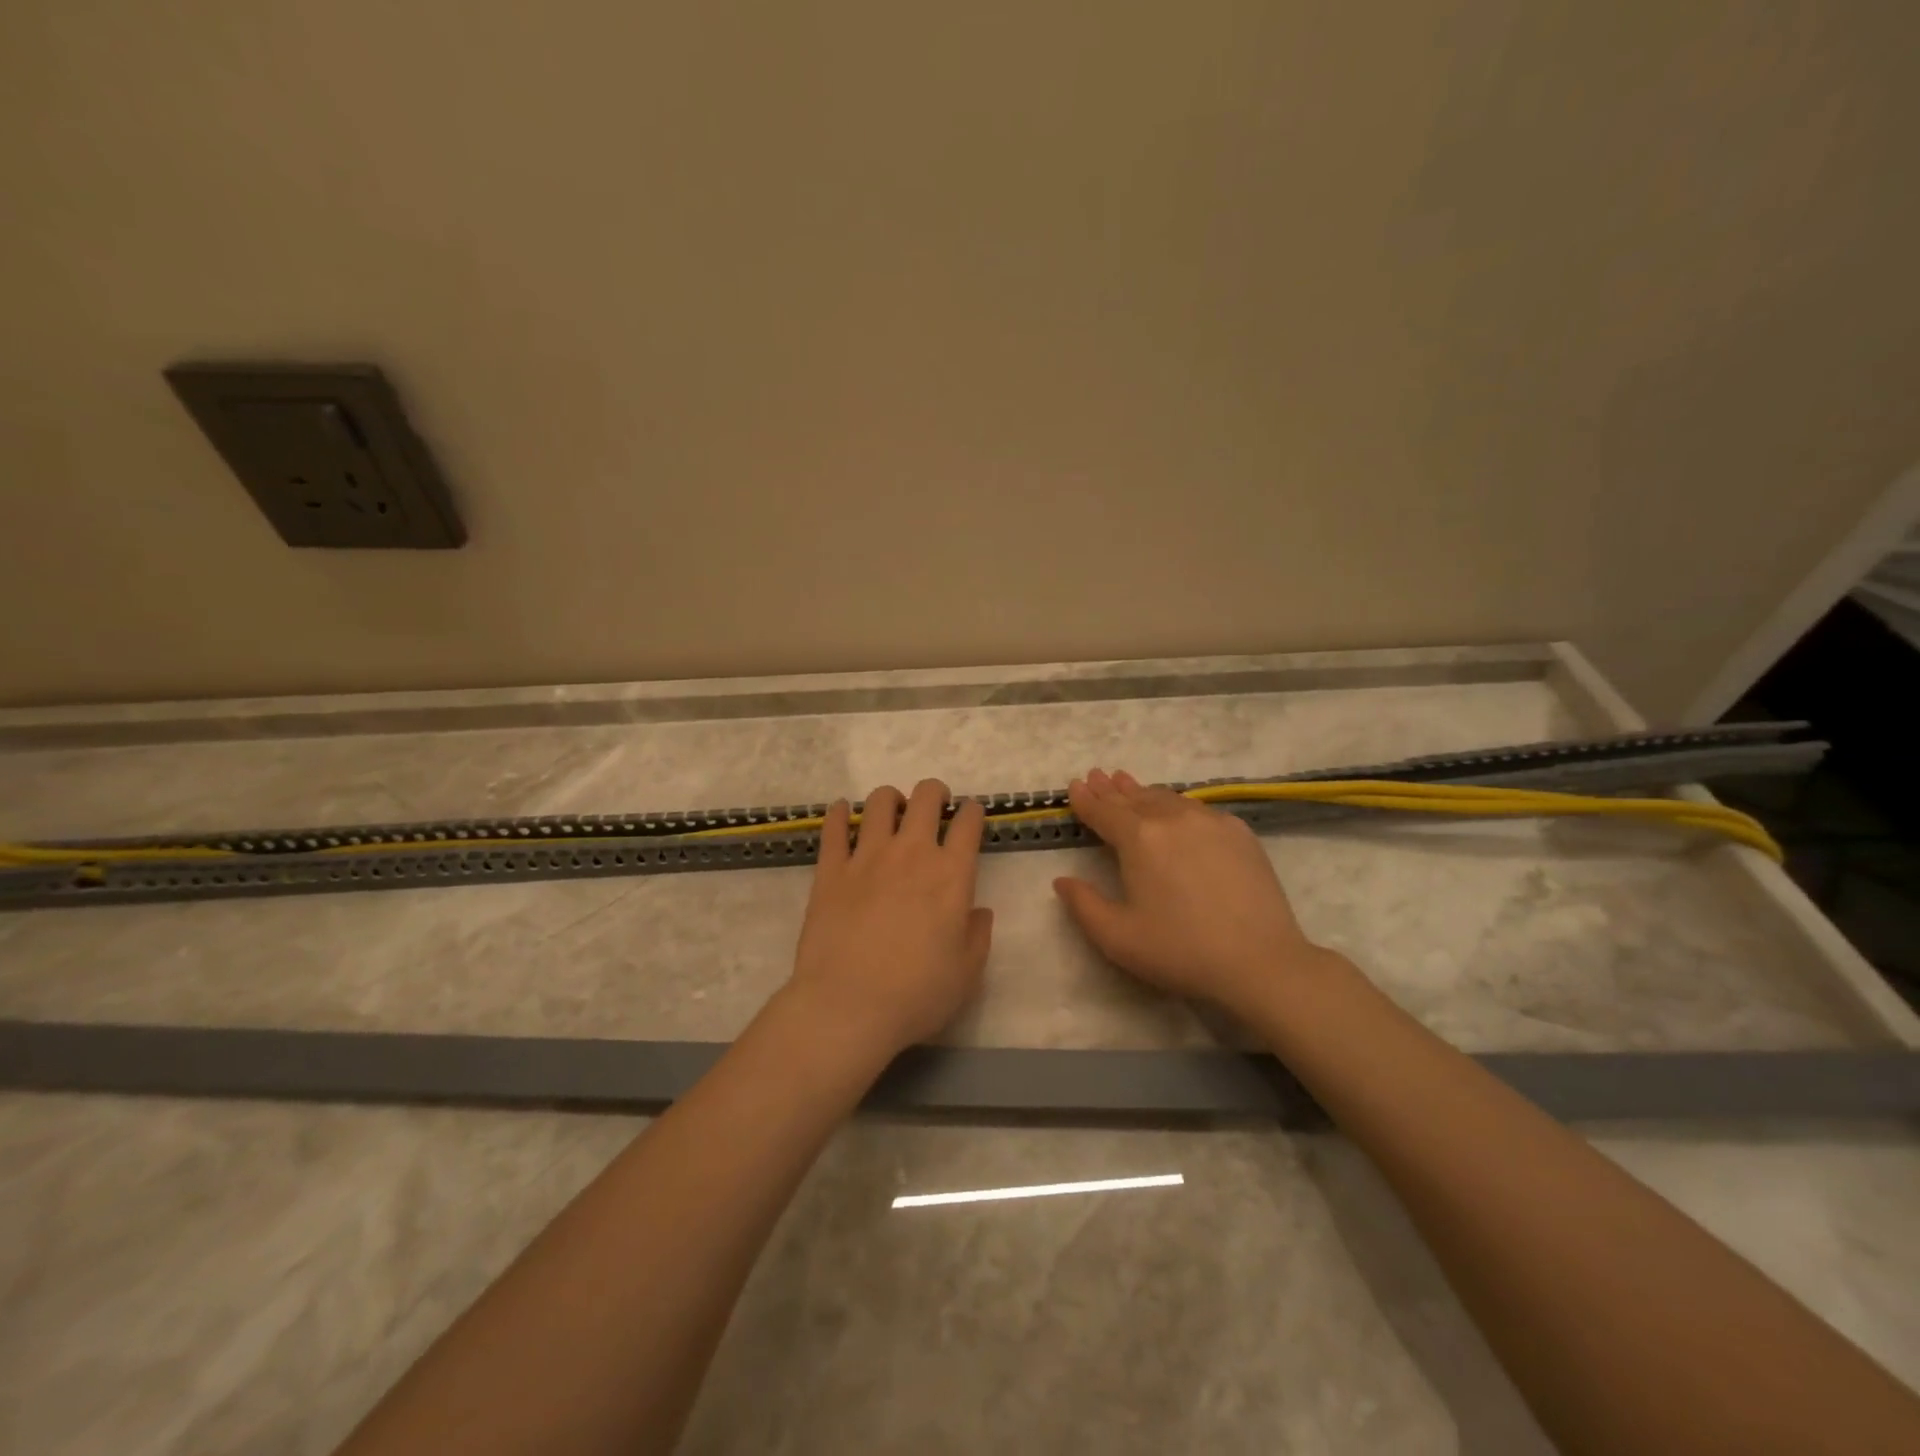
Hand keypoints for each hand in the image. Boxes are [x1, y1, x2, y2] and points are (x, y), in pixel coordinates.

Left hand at [785, 778, 993, 1066]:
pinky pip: (835, 827)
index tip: (970, 815)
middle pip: (926, 796)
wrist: (848, 1006)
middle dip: (935, 793)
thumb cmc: (917, 995)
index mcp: (951, 875)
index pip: (968, 823)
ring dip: (892, 799)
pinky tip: (843, 812)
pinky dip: (840, 813)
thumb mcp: (967, 973)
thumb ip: (978, 935)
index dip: (973, 812)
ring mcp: (867, 857)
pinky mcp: (831, 869)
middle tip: (935, 807)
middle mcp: (912, 853)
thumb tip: (979, 910)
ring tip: (893, 812)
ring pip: (880, 802)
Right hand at [1053, 768, 1335, 1019]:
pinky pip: (1197, 808)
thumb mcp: (1117, 938)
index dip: (1086, 799)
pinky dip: (1175, 804)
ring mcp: (1210, 821)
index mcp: (1139, 838)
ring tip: (1128, 784)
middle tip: (1097, 776)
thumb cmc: (1180, 951)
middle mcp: (1172, 818)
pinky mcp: (1239, 832)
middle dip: (1112, 789)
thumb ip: (1083, 905)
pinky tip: (1174, 810)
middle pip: (1134, 798)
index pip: (1104, 811)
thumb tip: (1062, 880)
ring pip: (1167, 798)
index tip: (1075, 785)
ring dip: (1143, 792)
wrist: (1260, 961)